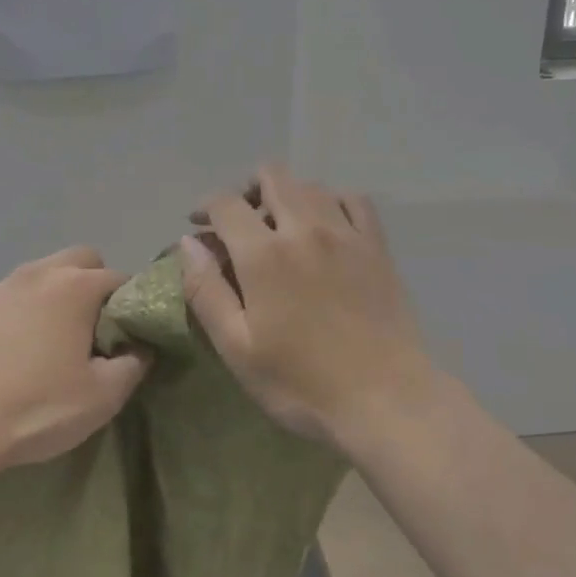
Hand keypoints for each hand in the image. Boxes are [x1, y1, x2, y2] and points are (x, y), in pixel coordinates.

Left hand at [0, 247, 146, 473]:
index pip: (119, 279)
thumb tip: (140, 348)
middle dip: (91, 284)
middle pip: (78, 260)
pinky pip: (0, 301)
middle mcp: (36, 274)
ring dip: (48, 298)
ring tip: (42, 344)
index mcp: (75, 287)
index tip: (125, 336)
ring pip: (36, 277)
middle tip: (88, 330)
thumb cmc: (37, 408)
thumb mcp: (103, 397)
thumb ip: (134, 364)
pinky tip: (2, 355)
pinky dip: (11, 316)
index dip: (129, 305)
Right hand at [180, 165, 435, 451]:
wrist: (386, 400)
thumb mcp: (237, 348)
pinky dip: (332, 202)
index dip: (206, 207)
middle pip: (272, 176)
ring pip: (310, 185)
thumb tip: (189, 242)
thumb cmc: (302, 383)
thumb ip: (206, 290)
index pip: (226, 203)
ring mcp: (346, 233)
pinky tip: (327, 225)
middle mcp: (305, 228)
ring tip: (281, 227)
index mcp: (264, 254)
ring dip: (287, 195)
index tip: (199, 226)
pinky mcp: (377, 246)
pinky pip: (353, 200)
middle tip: (240, 224)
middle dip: (247, 190)